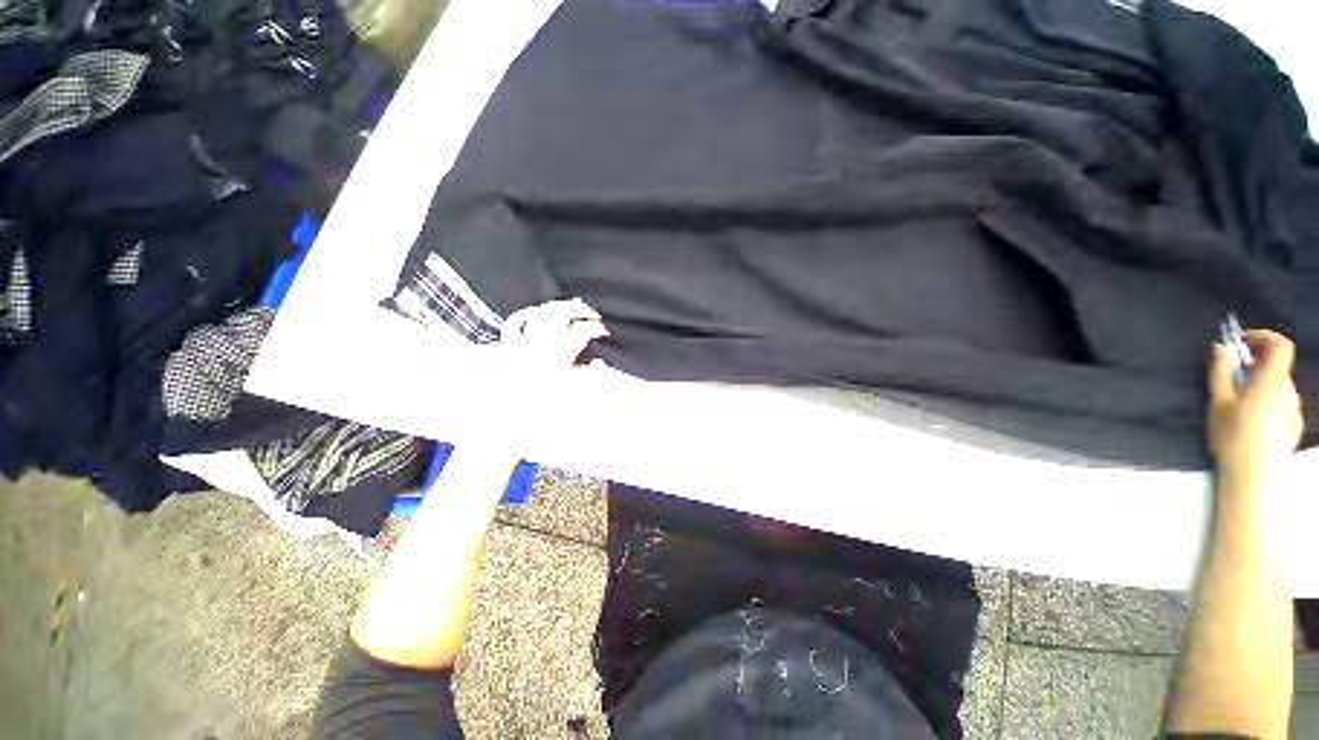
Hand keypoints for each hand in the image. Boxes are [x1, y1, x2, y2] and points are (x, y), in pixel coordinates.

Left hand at [464, 298, 608, 458]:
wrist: (503, 431)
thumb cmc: (538, 419)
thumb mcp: (569, 399)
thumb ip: (584, 377)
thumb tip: (596, 362)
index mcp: (554, 361)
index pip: (579, 333)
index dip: (595, 329)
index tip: (603, 332)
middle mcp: (534, 348)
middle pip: (557, 314)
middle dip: (578, 309)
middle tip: (591, 313)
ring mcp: (517, 347)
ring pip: (536, 313)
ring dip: (554, 307)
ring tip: (567, 309)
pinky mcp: (505, 351)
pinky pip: (512, 324)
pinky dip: (525, 315)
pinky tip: (535, 314)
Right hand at [1207, 330, 1304, 480]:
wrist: (1254, 474)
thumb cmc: (1233, 434)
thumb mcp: (1218, 400)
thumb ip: (1220, 371)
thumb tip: (1220, 348)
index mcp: (1272, 379)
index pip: (1279, 344)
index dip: (1261, 337)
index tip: (1239, 342)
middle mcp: (1288, 389)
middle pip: (1276, 366)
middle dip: (1255, 364)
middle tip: (1231, 374)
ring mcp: (1294, 409)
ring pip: (1278, 386)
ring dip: (1260, 383)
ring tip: (1239, 400)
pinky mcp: (1294, 425)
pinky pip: (1281, 404)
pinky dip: (1267, 400)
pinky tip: (1252, 418)